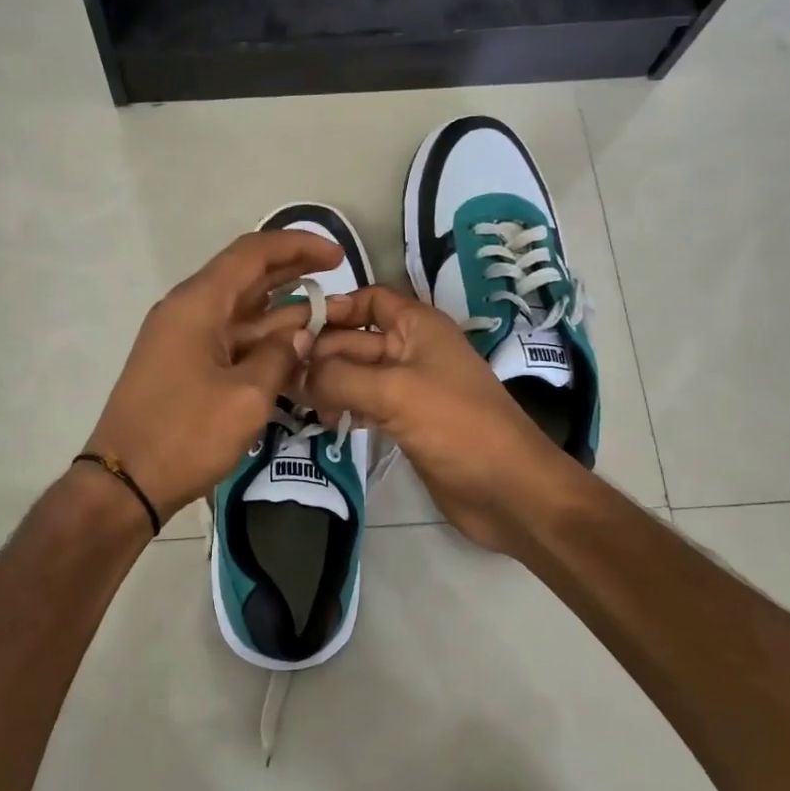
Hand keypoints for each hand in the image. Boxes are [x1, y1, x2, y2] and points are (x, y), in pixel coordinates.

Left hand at [84, 229, 341, 521]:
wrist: (126, 483)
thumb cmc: (185, 436)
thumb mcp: (247, 397)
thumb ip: (281, 357)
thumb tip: (301, 336)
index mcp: (198, 304)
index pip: (252, 253)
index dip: (297, 246)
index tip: (337, 256)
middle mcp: (187, 310)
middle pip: (246, 276)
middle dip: (292, 271)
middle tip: (338, 275)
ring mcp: (182, 339)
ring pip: (240, 311)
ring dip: (281, 310)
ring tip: (327, 313)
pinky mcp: (183, 365)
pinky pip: (229, 339)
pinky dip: (262, 339)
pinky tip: (294, 348)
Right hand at [302, 286, 576, 554]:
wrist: (508, 491)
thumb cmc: (457, 426)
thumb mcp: (395, 392)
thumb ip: (340, 377)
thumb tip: (298, 373)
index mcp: (418, 326)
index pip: (369, 299)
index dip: (334, 308)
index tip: (294, 330)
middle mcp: (412, 350)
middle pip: (355, 339)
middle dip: (321, 353)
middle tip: (280, 376)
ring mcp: (409, 388)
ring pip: (356, 374)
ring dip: (328, 384)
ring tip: (296, 401)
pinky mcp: (405, 421)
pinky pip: (365, 403)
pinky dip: (344, 407)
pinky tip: (324, 421)